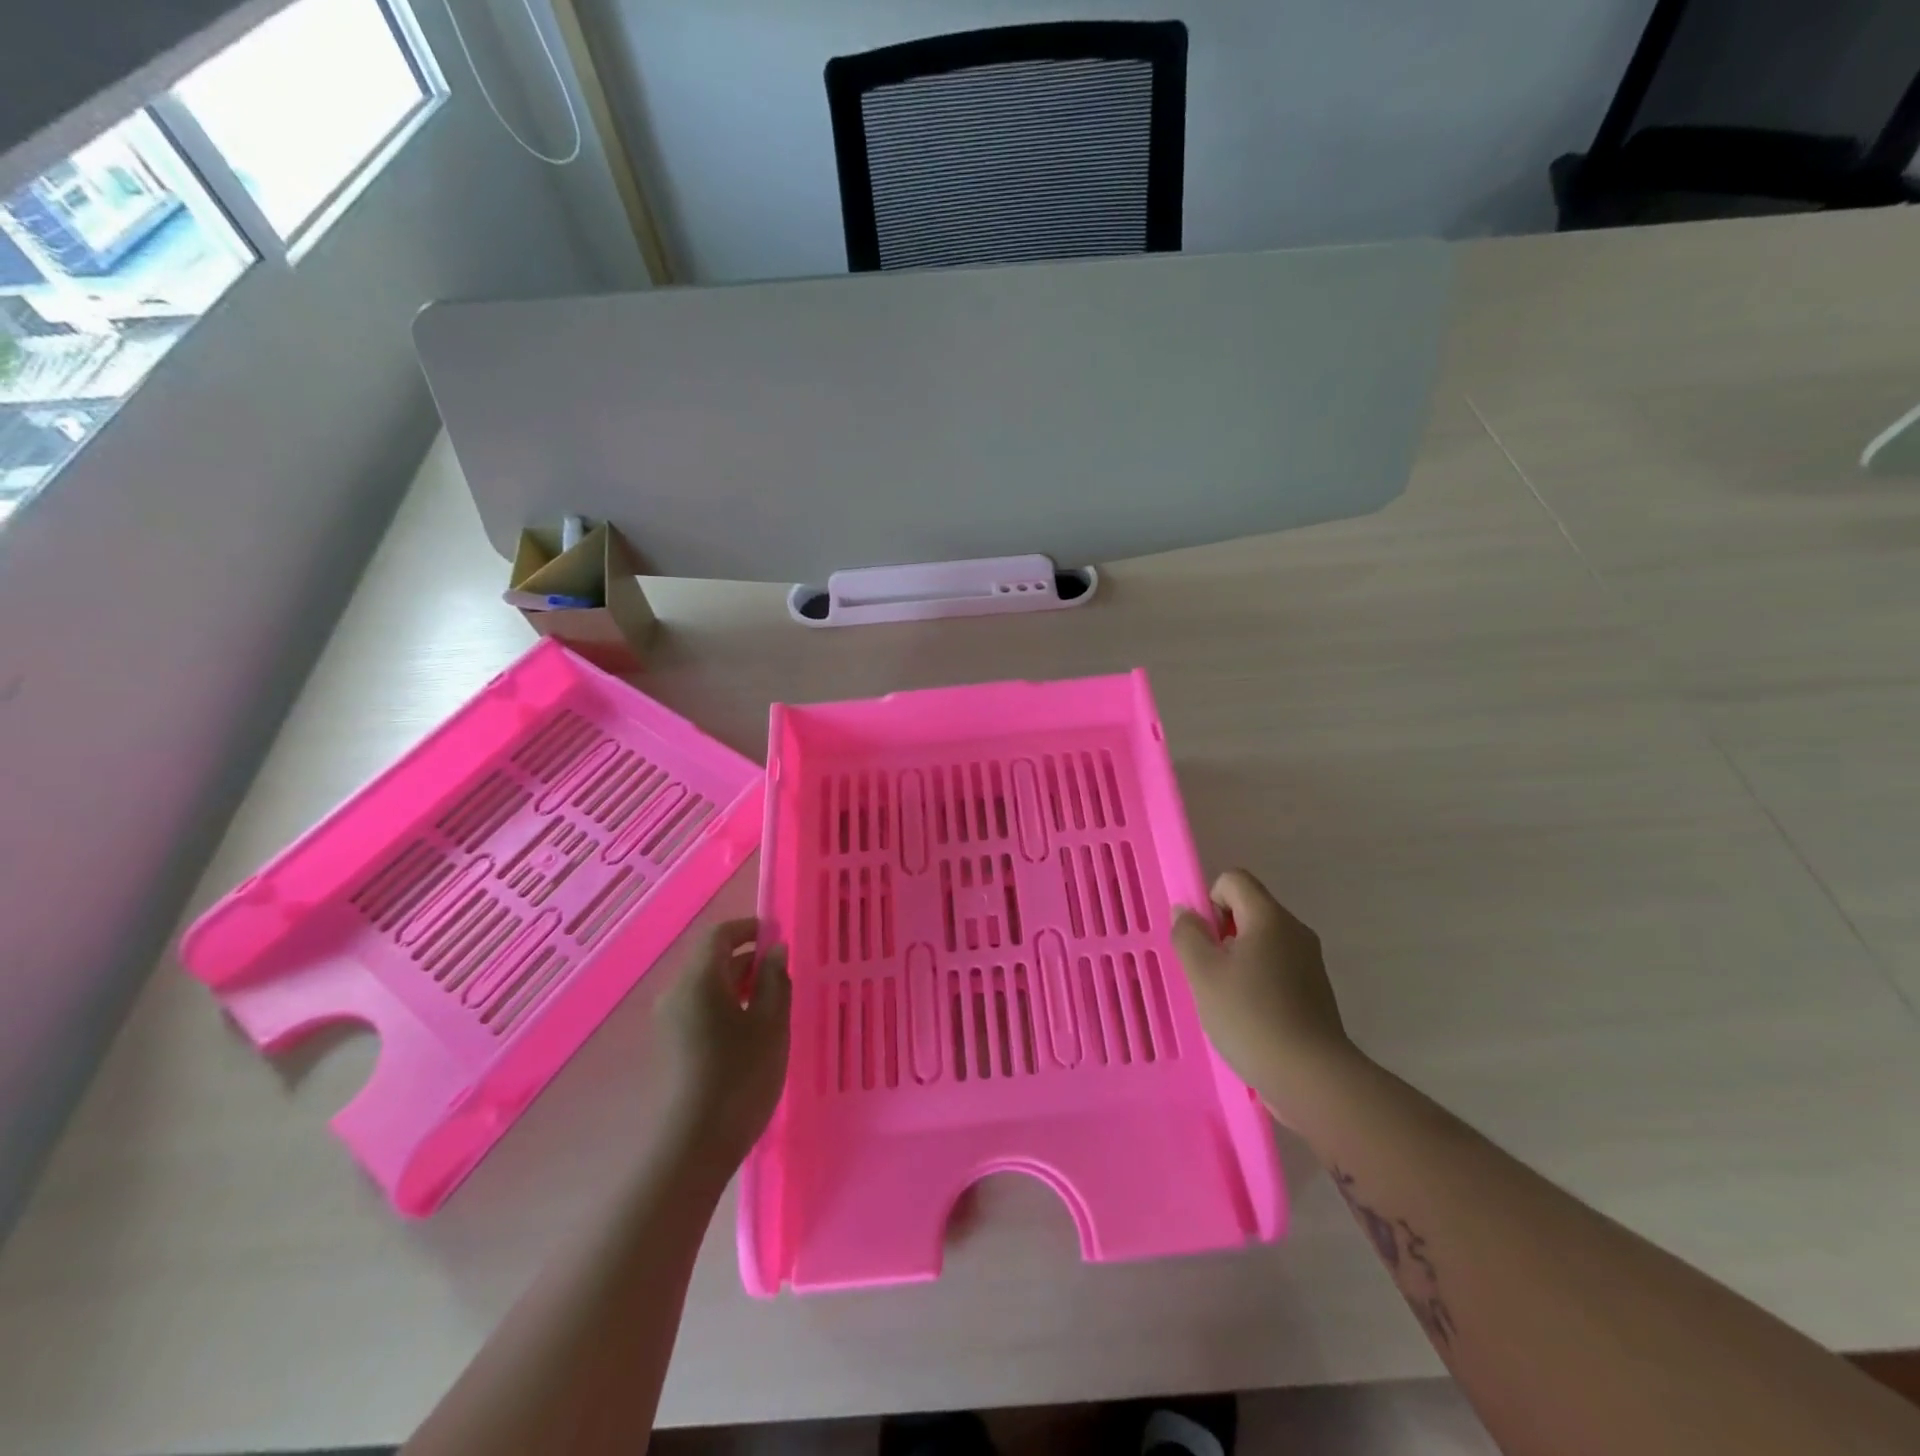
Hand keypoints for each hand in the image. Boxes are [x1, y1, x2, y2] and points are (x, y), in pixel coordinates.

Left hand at [657, 919, 791, 1166]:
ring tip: (770, 1000)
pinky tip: (749, 1026)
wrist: (695, 1144)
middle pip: (710, 957)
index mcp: (699, 979)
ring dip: (736, 981)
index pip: (720, 934)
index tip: (778, 937)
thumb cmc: (741, 1075)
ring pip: (705, 982)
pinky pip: (699, 1005)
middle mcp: (677, 991)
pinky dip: (724, 1002)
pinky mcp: (671, 1041)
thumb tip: (774, 950)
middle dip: (745, 956)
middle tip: (781, 972)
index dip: (749, 928)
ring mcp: (669, 1018)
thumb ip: (774, 979)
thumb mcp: (771, 1023)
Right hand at [1171, 869, 1361, 1123]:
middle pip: (1248, 910)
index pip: (1233, 879)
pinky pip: (1276, 969)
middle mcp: (1294, 931)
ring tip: (1226, 1000)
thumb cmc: (1250, 1016)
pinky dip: (1258, 983)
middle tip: (1209, 974)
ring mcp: (1309, 962)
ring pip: (1261, 942)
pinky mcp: (1315, 991)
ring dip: (1237, 961)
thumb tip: (1186, 912)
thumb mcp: (1202, 972)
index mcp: (1269, 917)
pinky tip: (1250, 1018)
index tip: (1204, 941)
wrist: (1313, 1078)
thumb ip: (1188, 934)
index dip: (1210, 901)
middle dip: (1221, 934)